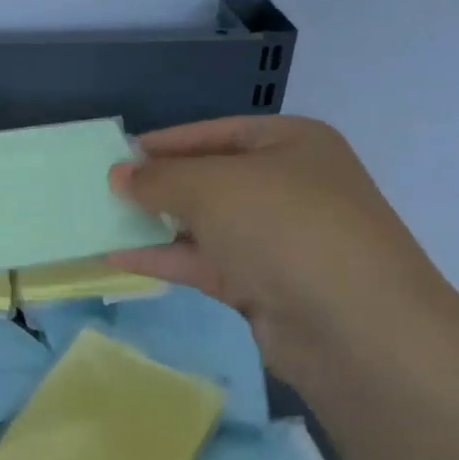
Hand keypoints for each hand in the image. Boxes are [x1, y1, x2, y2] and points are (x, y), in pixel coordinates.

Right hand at [108, 115, 455, 384]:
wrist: (355, 326)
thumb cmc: (285, 226)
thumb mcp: (211, 186)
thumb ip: (159, 178)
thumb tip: (119, 175)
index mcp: (291, 144)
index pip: (216, 133)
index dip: (165, 142)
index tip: (117, 155)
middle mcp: (289, 186)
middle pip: (211, 178)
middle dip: (159, 186)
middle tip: (106, 191)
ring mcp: (279, 239)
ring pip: (206, 224)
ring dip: (157, 225)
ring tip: (103, 222)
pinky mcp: (266, 285)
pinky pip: (207, 262)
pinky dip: (166, 259)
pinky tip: (119, 258)